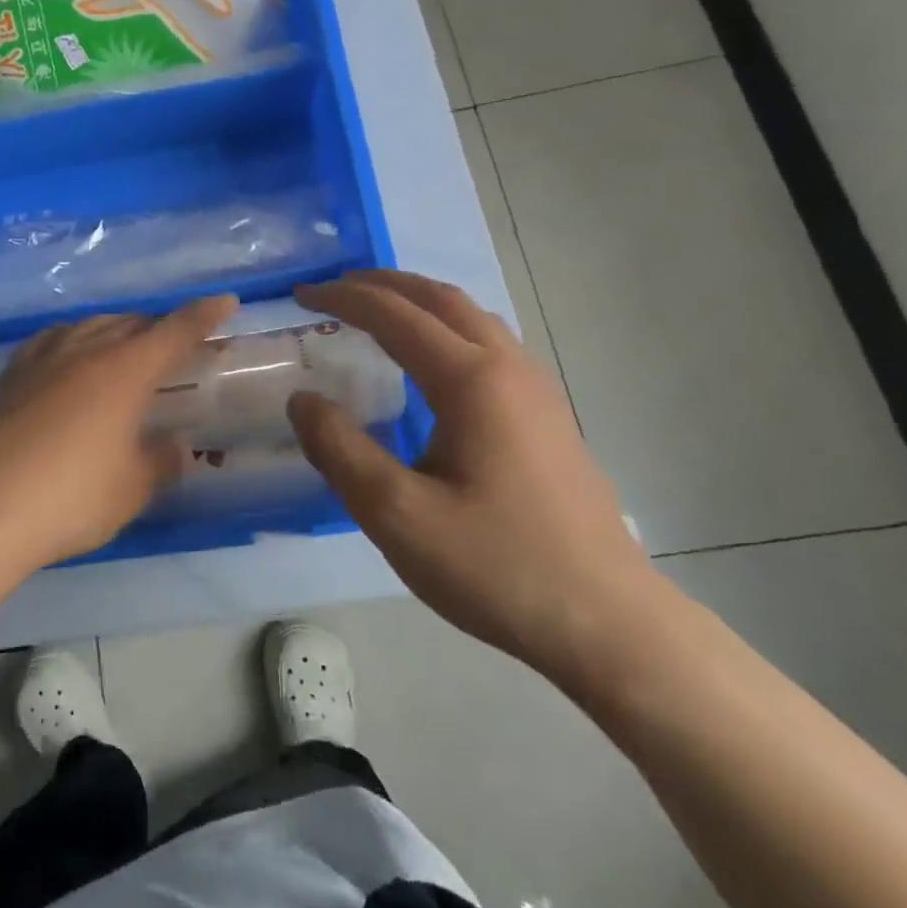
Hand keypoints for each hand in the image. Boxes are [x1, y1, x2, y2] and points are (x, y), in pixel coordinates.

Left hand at [0, 295, 238, 575]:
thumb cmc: (69, 499)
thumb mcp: (131, 489)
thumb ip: (160, 462)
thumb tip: (172, 447)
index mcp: (123, 371)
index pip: (173, 333)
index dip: (203, 316)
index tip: (226, 302)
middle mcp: (82, 352)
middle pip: (129, 324)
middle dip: (158, 329)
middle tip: (176, 347)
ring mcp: (39, 361)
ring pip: (87, 327)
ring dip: (115, 331)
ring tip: (125, 349)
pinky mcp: (7, 378)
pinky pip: (50, 342)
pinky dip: (73, 342)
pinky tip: (68, 360)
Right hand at [286, 270, 665, 684]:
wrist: (605, 622)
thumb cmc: (495, 566)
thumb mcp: (395, 514)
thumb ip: (339, 449)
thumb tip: (302, 399)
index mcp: (472, 382)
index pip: (397, 316)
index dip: (345, 299)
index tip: (301, 296)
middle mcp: (510, 370)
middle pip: (443, 300)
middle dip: (385, 285)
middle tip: (336, 289)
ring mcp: (538, 393)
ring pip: (474, 319)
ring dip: (420, 303)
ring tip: (379, 314)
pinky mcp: (548, 420)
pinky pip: (490, 347)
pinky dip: (447, 331)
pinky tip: (431, 366)